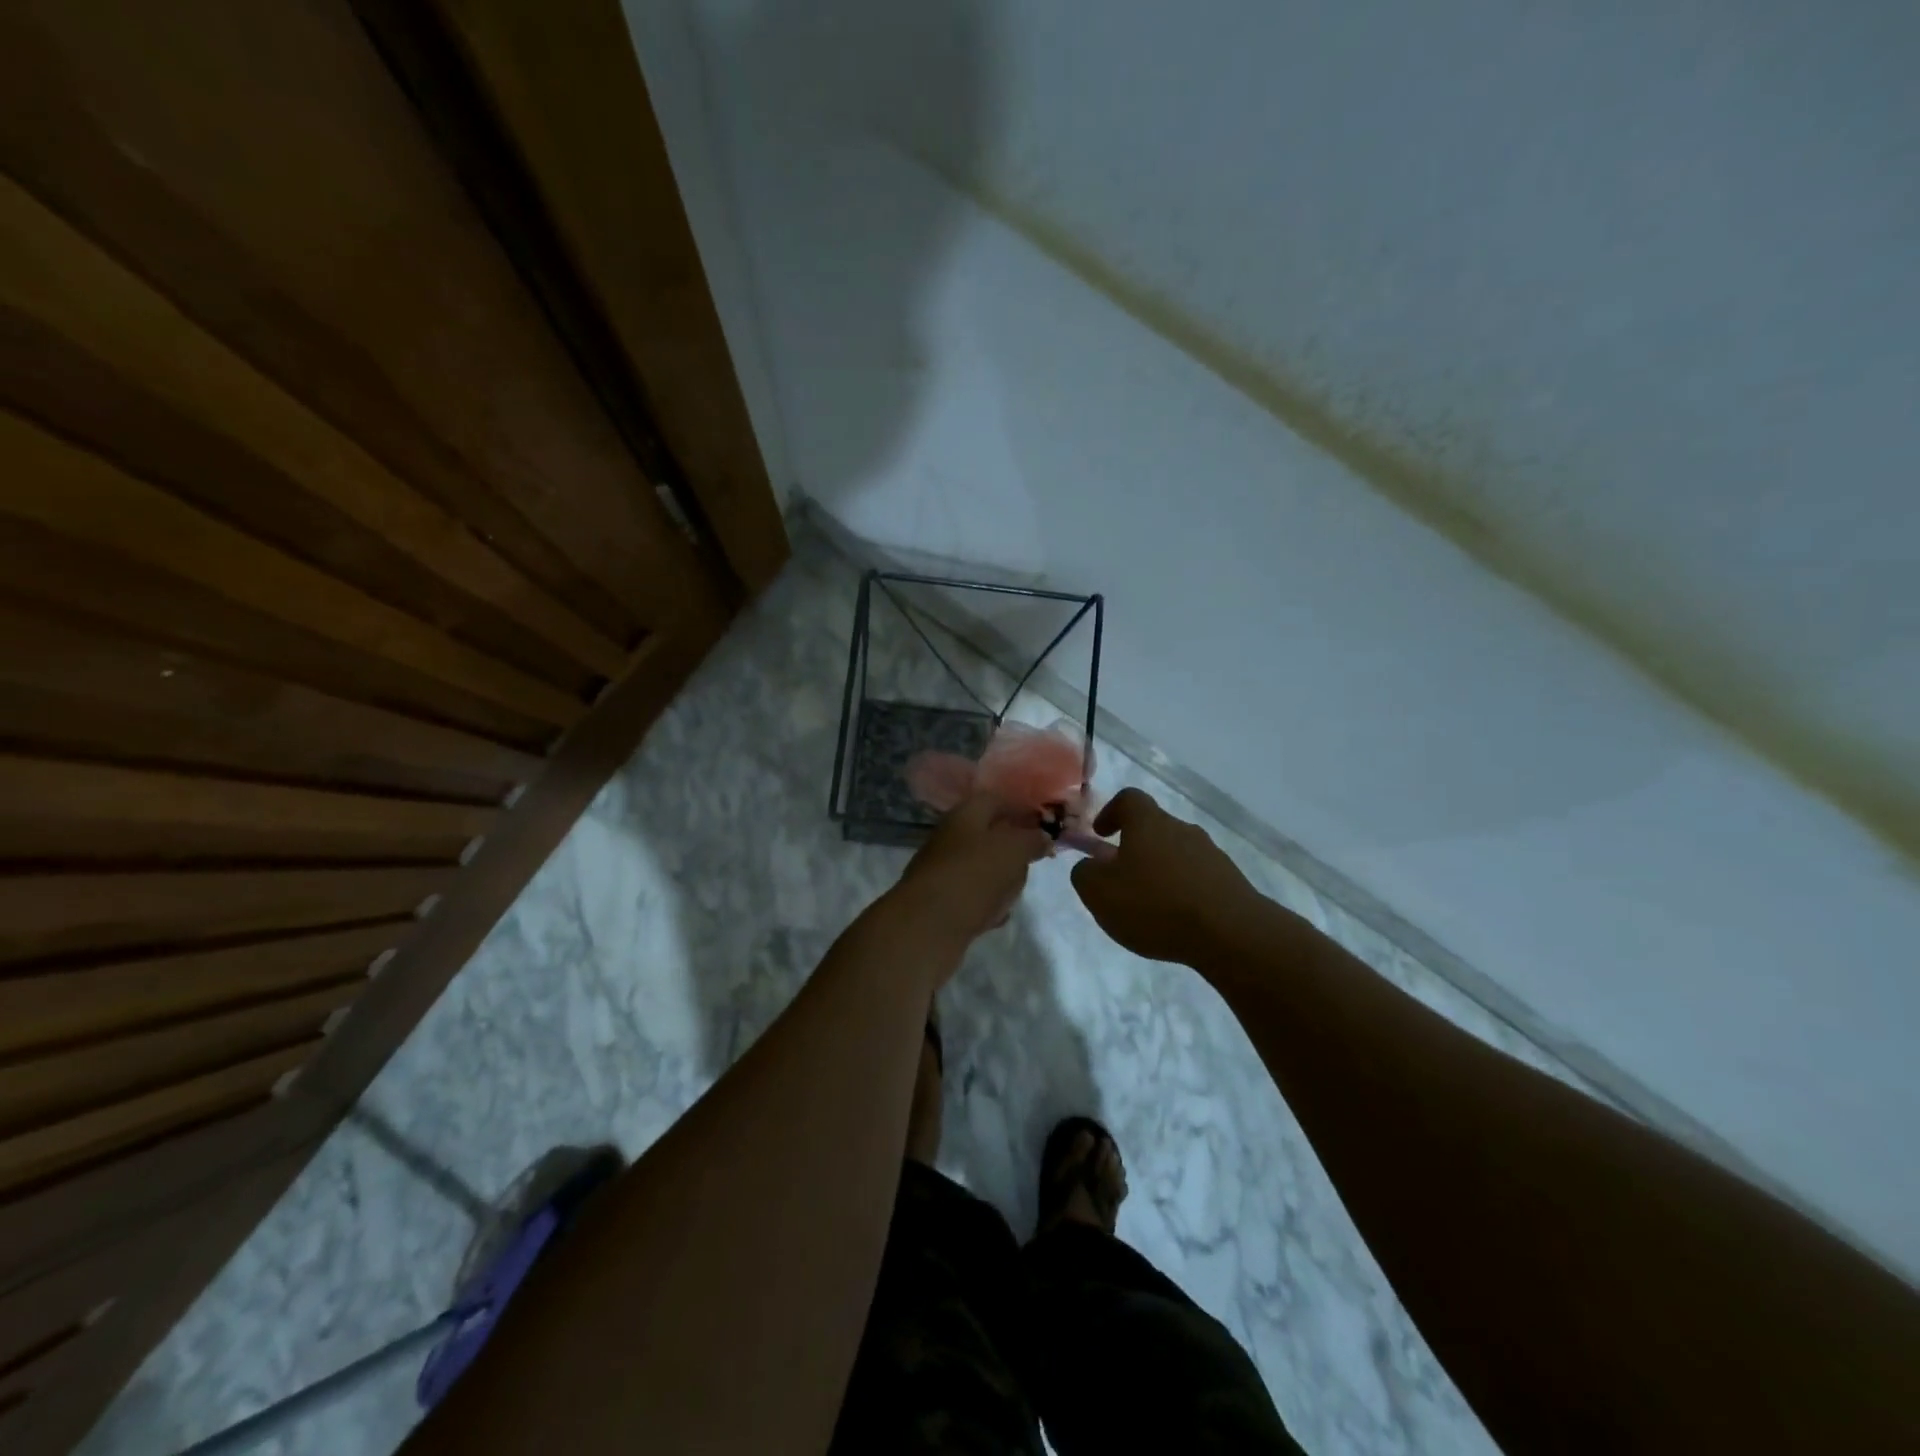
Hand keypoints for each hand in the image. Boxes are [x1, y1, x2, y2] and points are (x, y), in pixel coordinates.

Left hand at [893, 793, 1053, 949]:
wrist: (927, 926)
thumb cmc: (974, 875)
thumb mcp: (1013, 849)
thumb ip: (1032, 839)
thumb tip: (1042, 836)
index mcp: (965, 814)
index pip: (997, 800)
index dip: (1023, 808)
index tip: (1047, 824)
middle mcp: (951, 837)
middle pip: (990, 835)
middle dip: (1014, 848)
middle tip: (1034, 861)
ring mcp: (944, 870)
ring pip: (983, 867)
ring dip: (1003, 878)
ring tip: (1016, 891)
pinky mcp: (941, 901)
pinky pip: (973, 896)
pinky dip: (988, 902)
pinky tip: (998, 915)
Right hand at [1069, 788, 1262, 964]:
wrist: (1231, 933)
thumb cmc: (1155, 905)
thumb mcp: (1099, 893)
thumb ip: (1085, 874)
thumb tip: (1091, 866)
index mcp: (1149, 823)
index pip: (1129, 799)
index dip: (1111, 812)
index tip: (1101, 834)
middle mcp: (1182, 829)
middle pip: (1154, 828)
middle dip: (1134, 849)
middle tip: (1120, 879)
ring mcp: (1211, 854)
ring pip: (1176, 854)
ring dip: (1160, 872)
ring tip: (1149, 907)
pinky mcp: (1231, 882)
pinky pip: (1198, 878)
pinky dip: (1183, 892)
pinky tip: (1176, 921)